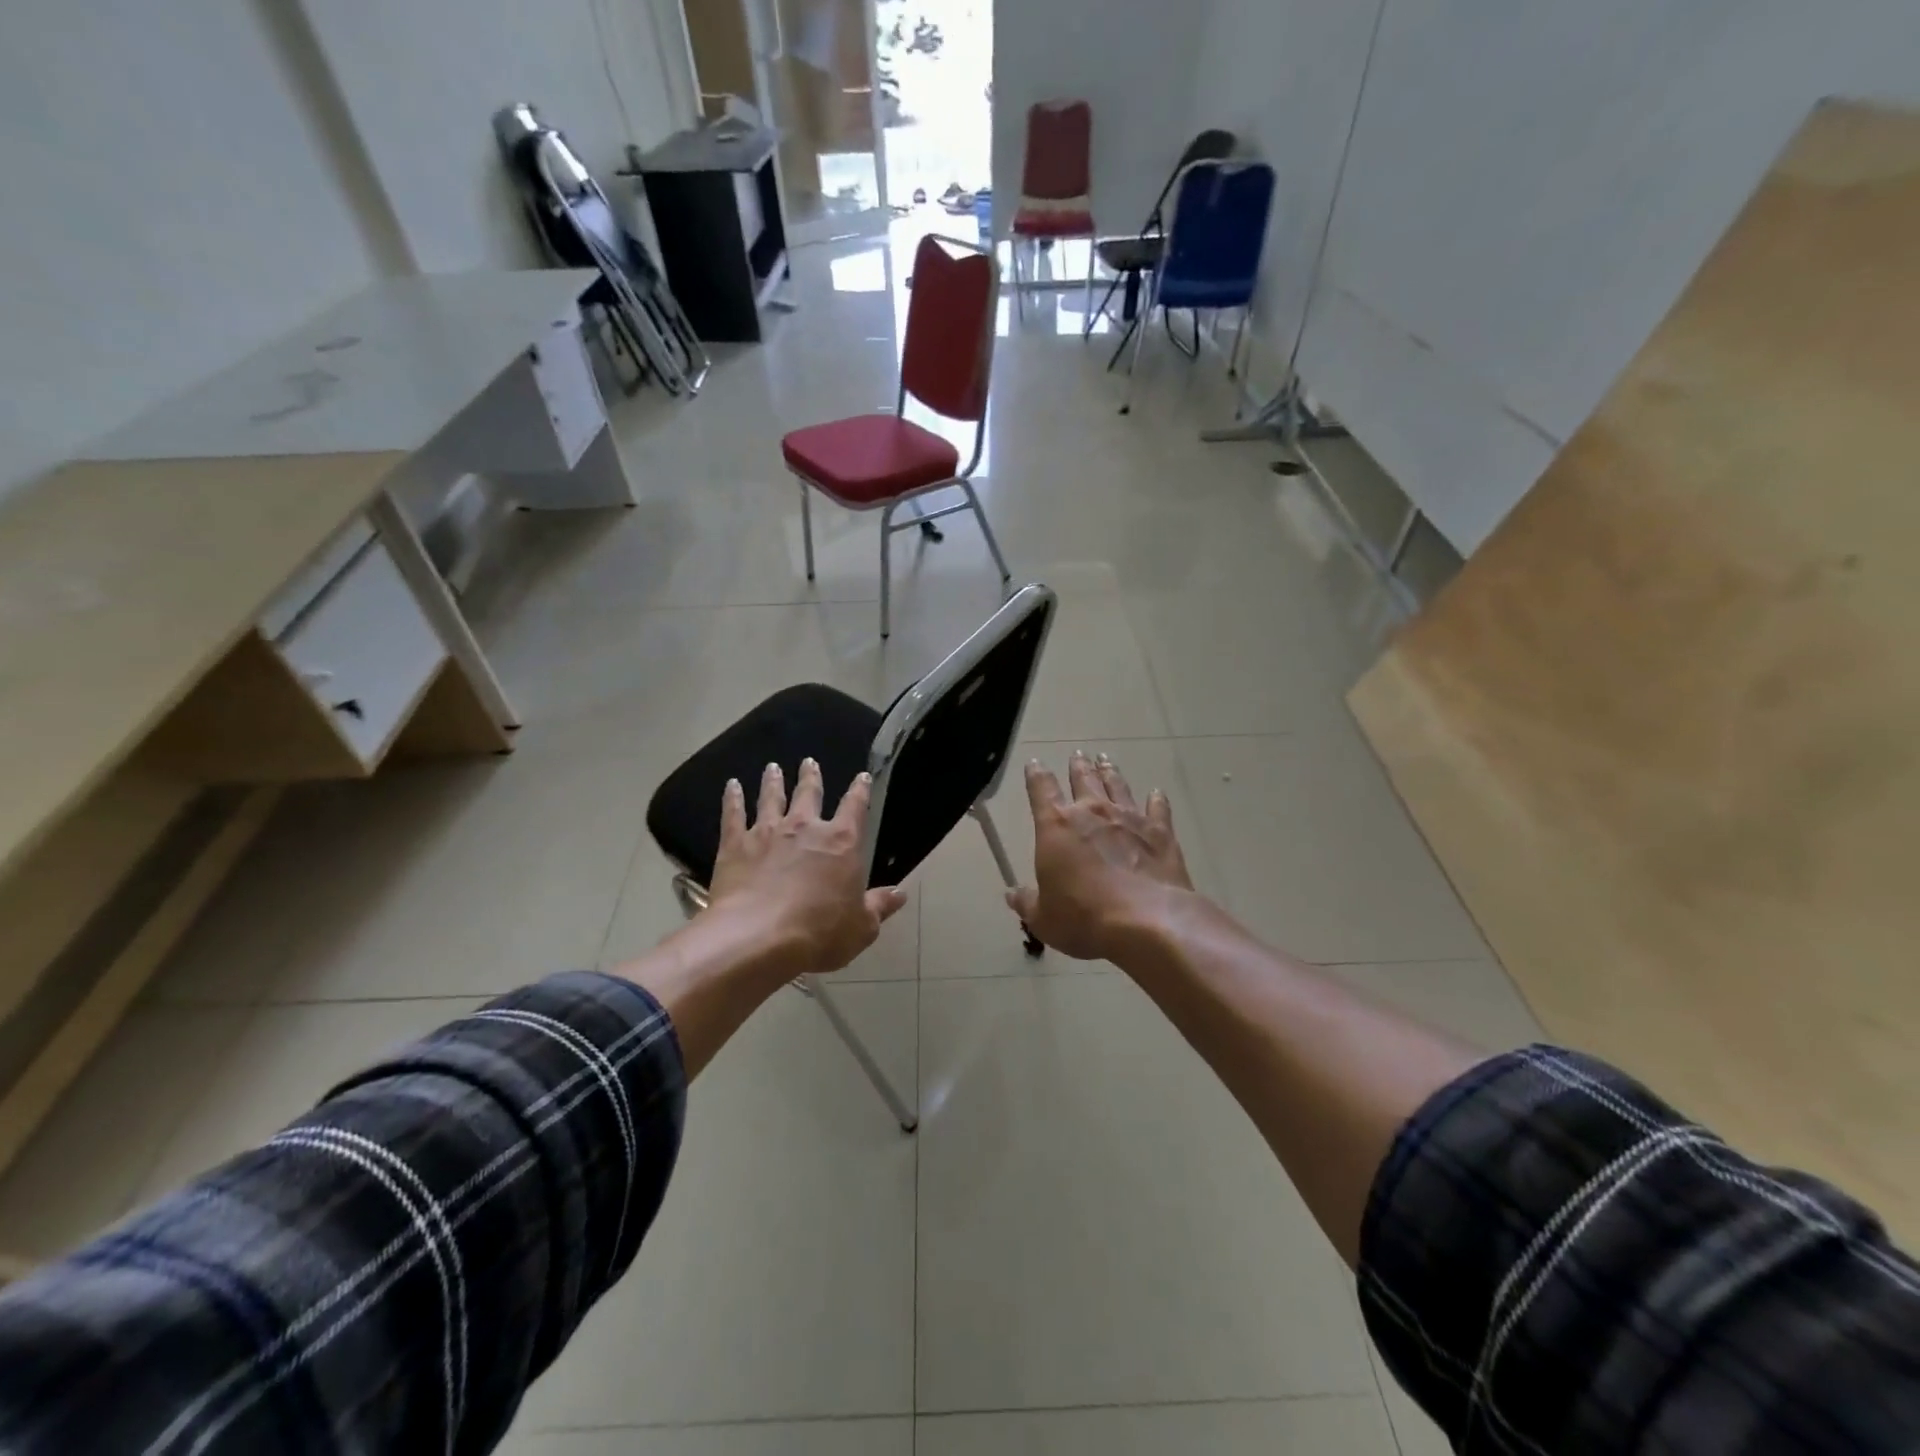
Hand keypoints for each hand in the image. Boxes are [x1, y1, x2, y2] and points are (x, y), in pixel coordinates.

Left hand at [707, 758, 908, 976]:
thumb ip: (879, 906)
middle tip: (809, 762)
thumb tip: (900, 893)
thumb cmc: (819, 933)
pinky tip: (731, 786)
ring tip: (772, 768)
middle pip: (809, 793)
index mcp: (842, 842)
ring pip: (771, 798)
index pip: (855, 807)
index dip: (860, 790)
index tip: (862, 777)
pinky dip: (732, 798)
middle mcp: (805, 828)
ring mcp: (767, 832)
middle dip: (811, 777)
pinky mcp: (736, 845)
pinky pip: (733, 815)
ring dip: (773, 781)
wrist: (757, 937)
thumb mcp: (862, 927)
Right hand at [1008, 751, 1194, 959]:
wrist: (1146, 919)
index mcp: (1056, 826)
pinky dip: (1156, 800)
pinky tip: (1156, 793)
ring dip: (1110, 772)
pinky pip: (1157, 808)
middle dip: (1077, 765)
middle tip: (1078, 754)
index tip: (1034, 763)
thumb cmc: (1084, 917)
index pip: (1041, 789)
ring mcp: (1129, 818)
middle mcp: (1092, 812)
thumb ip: (1027, 903)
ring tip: (1106, 760)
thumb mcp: (1044, 919)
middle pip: (1083, 779)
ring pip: (1117, 785)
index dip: (1036, 775)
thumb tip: (1012, 895)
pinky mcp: (1160, 832)